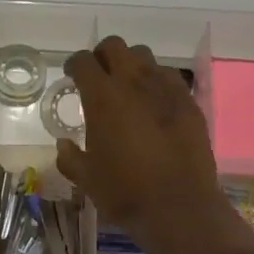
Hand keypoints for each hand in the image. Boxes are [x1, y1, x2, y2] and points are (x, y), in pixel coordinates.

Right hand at [55, 36, 229, 253]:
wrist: (179, 207)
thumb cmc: (125, 193)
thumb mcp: (87, 179)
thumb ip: (70, 158)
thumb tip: (63, 145)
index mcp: (103, 98)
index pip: (84, 62)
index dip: (75, 65)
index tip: (72, 76)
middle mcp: (134, 83)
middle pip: (115, 47)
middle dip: (103, 56)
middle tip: (98, 77)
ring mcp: (166, 89)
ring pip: (145, 57)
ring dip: (131, 65)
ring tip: (128, 88)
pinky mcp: (189, 102)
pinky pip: (169, 77)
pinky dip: (156, 82)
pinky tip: (154, 104)